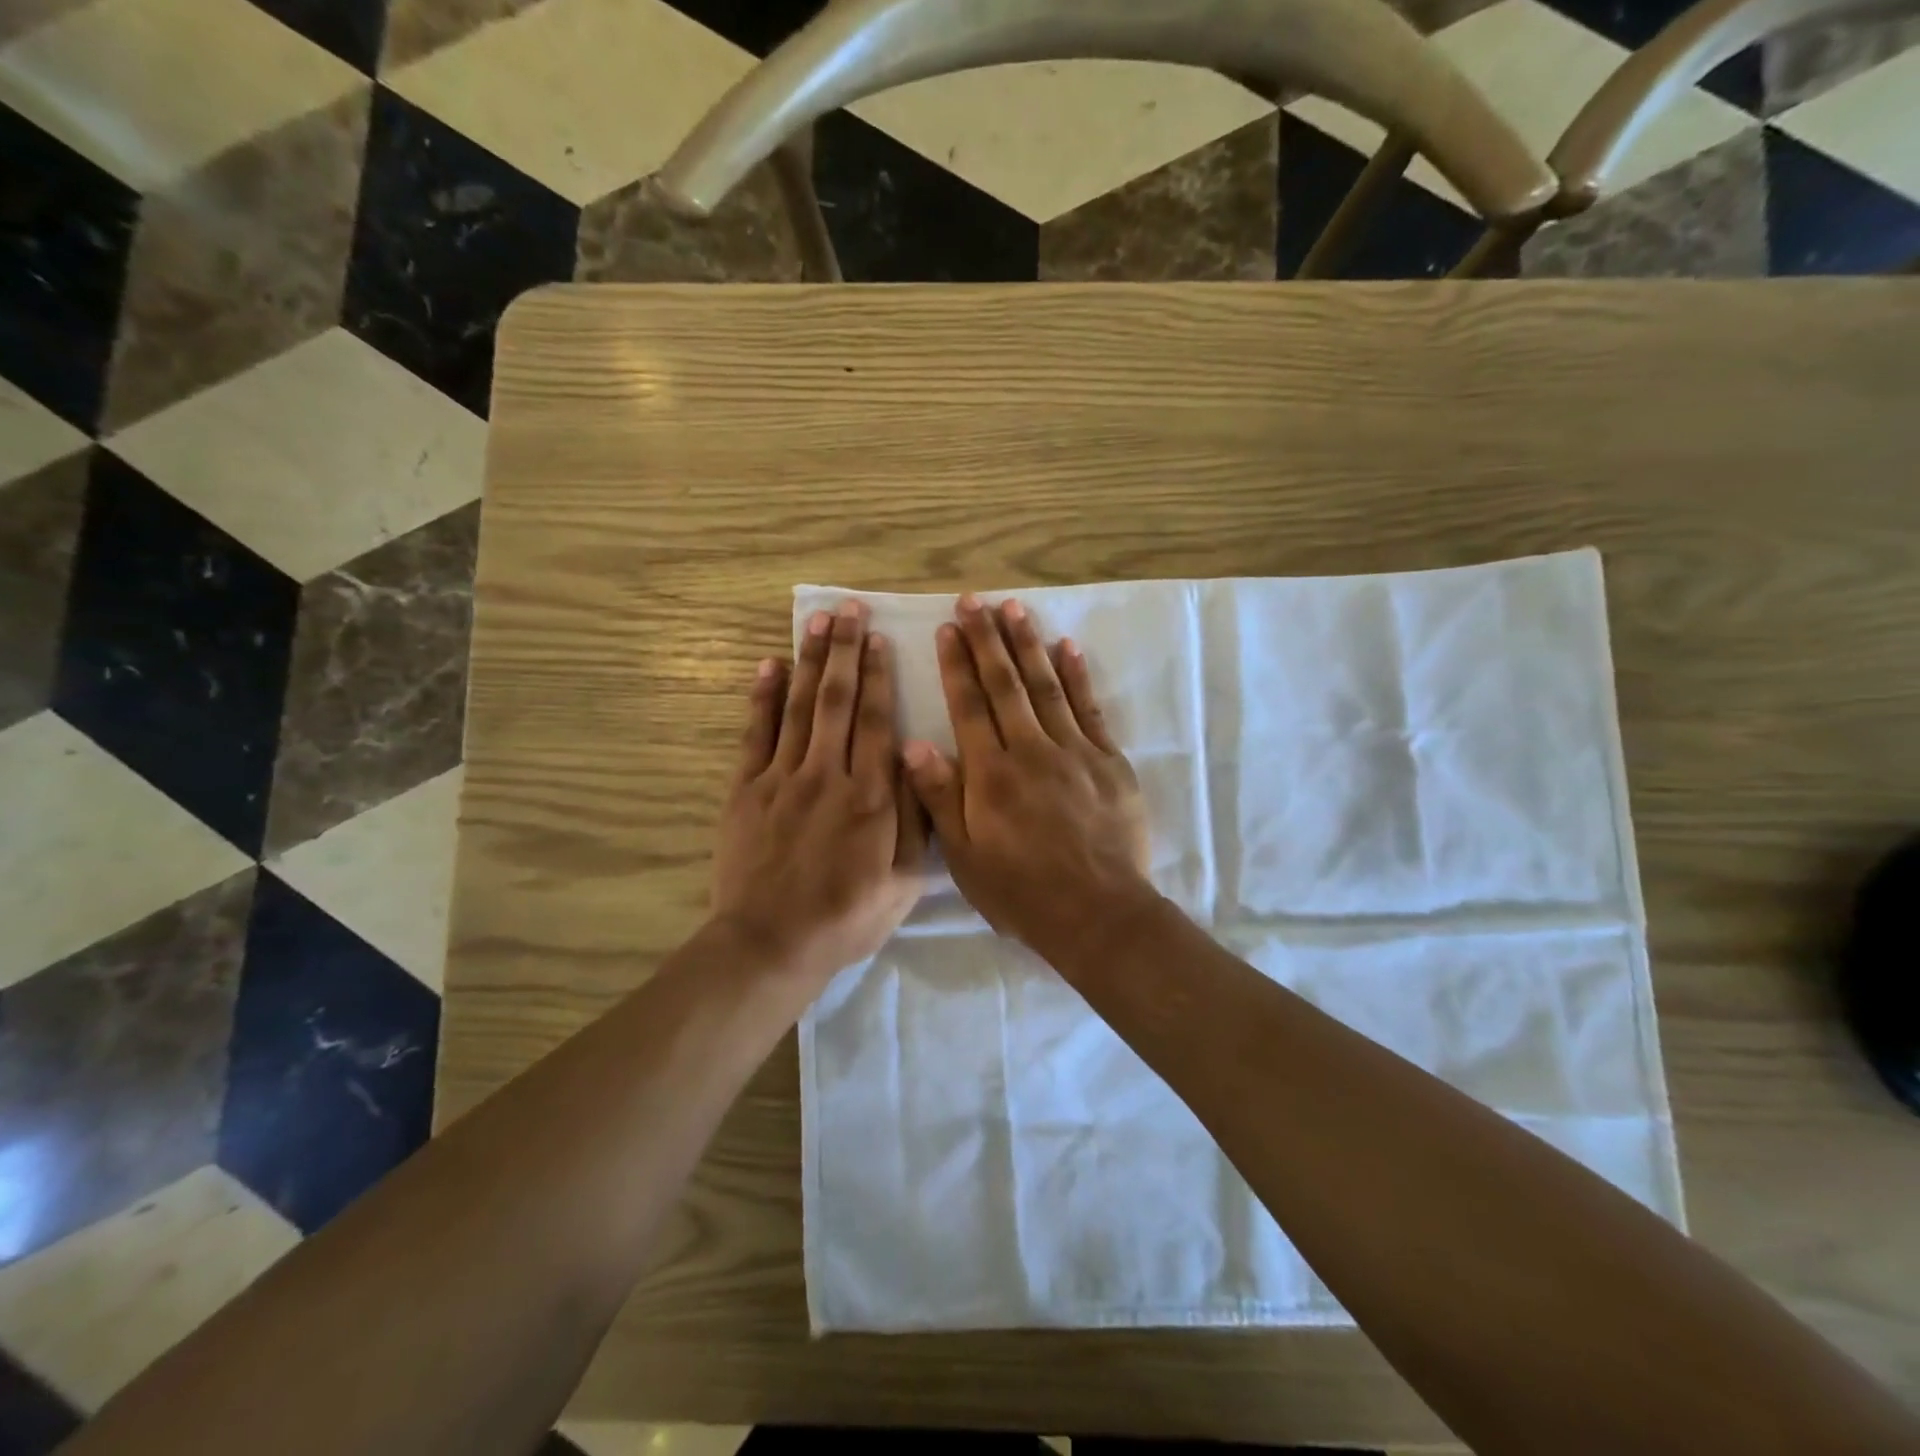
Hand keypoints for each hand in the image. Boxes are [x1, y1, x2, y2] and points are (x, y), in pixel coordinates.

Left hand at [711, 601, 925, 986]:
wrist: (771, 943)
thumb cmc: (847, 917)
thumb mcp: (904, 882)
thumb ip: (916, 820)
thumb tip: (920, 763)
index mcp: (871, 797)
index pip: (878, 722)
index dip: (879, 676)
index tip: (878, 639)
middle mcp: (828, 775)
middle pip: (838, 701)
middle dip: (844, 651)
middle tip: (848, 610)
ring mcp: (782, 778)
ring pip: (798, 707)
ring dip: (808, 661)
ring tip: (815, 621)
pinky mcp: (746, 790)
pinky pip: (755, 733)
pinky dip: (762, 697)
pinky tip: (768, 666)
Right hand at [902, 594, 1152, 956]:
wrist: (1097, 914)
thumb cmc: (1021, 891)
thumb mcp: (964, 856)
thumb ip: (940, 797)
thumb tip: (912, 743)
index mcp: (990, 774)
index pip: (969, 706)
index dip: (956, 665)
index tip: (947, 629)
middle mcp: (1030, 750)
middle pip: (1005, 685)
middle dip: (987, 640)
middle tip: (974, 601)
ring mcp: (1074, 751)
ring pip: (1045, 686)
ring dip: (1027, 645)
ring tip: (1014, 608)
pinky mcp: (1108, 761)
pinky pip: (1089, 709)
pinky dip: (1077, 676)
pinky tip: (1066, 647)